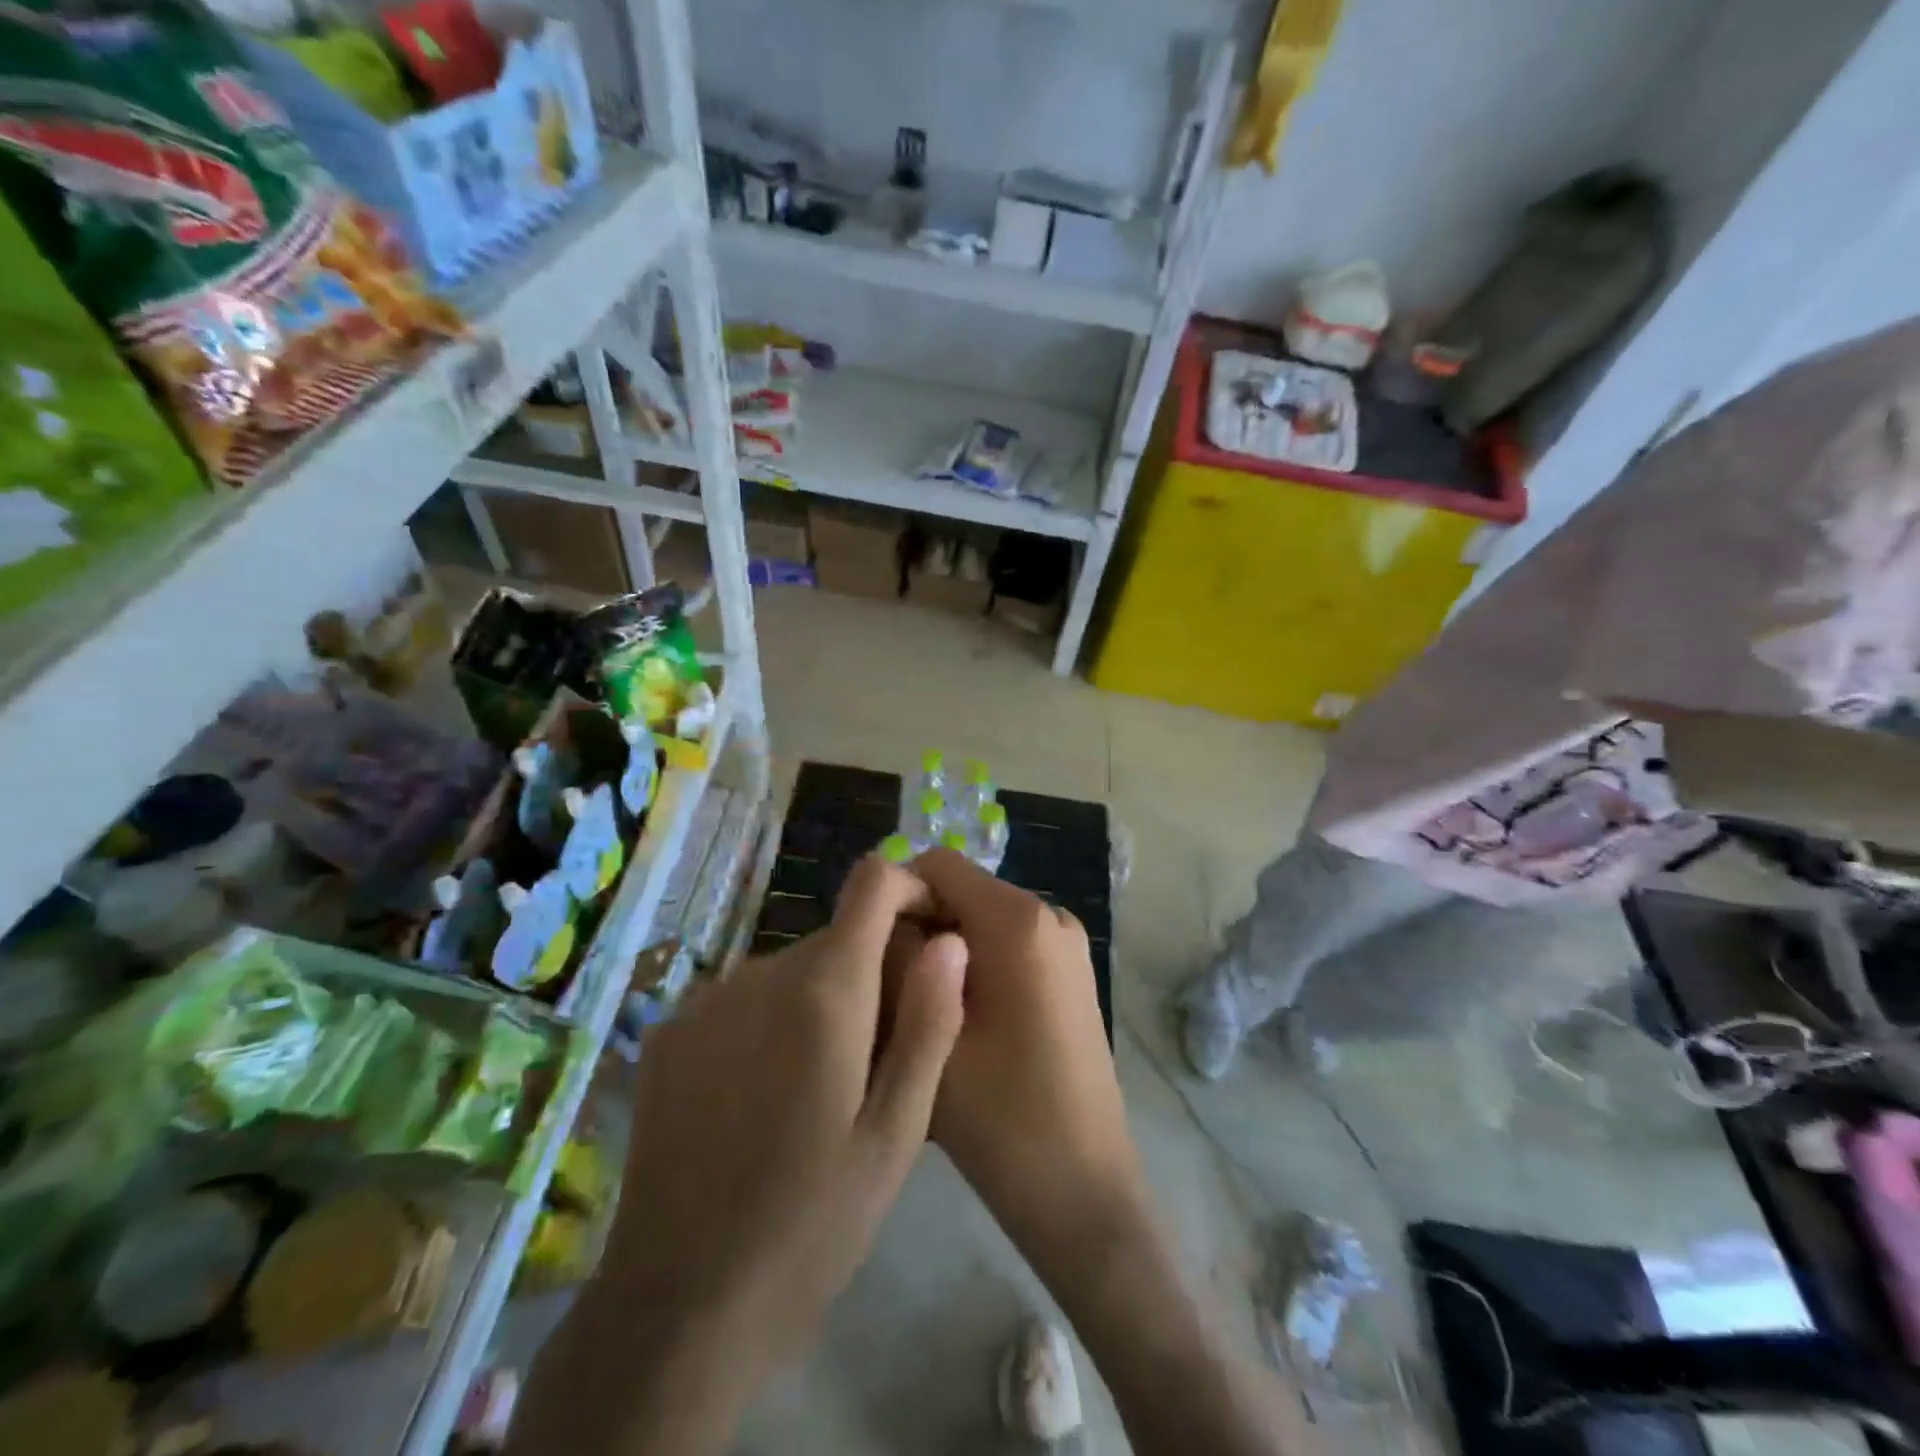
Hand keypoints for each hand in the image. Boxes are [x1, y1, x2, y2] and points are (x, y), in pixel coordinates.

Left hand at [599, 856, 967, 1391]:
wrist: (680, 1307)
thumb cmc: (813, 1223)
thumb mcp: (897, 1133)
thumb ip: (929, 1022)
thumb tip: (950, 941)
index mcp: (824, 990)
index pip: (873, 883)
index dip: (908, 889)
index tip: (928, 935)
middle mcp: (759, 972)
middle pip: (835, 938)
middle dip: (867, 973)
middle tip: (876, 1058)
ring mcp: (705, 999)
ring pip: (790, 969)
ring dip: (816, 1001)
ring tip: (818, 1088)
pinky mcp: (669, 1031)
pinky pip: (742, 997)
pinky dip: (768, 1020)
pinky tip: (760, 1097)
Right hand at [901, 849, 1144, 1281]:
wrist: (1084, 1191)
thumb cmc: (1002, 1119)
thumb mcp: (927, 1033)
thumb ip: (895, 960)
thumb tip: (883, 918)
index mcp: (1019, 920)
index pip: (939, 864)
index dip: (897, 894)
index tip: (871, 946)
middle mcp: (1050, 915)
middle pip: (963, 891)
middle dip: (920, 925)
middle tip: (888, 988)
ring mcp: (1067, 944)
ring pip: (982, 920)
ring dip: (944, 949)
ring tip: (919, 1011)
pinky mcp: (1071, 973)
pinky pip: (1008, 944)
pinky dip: (974, 965)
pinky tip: (959, 1021)